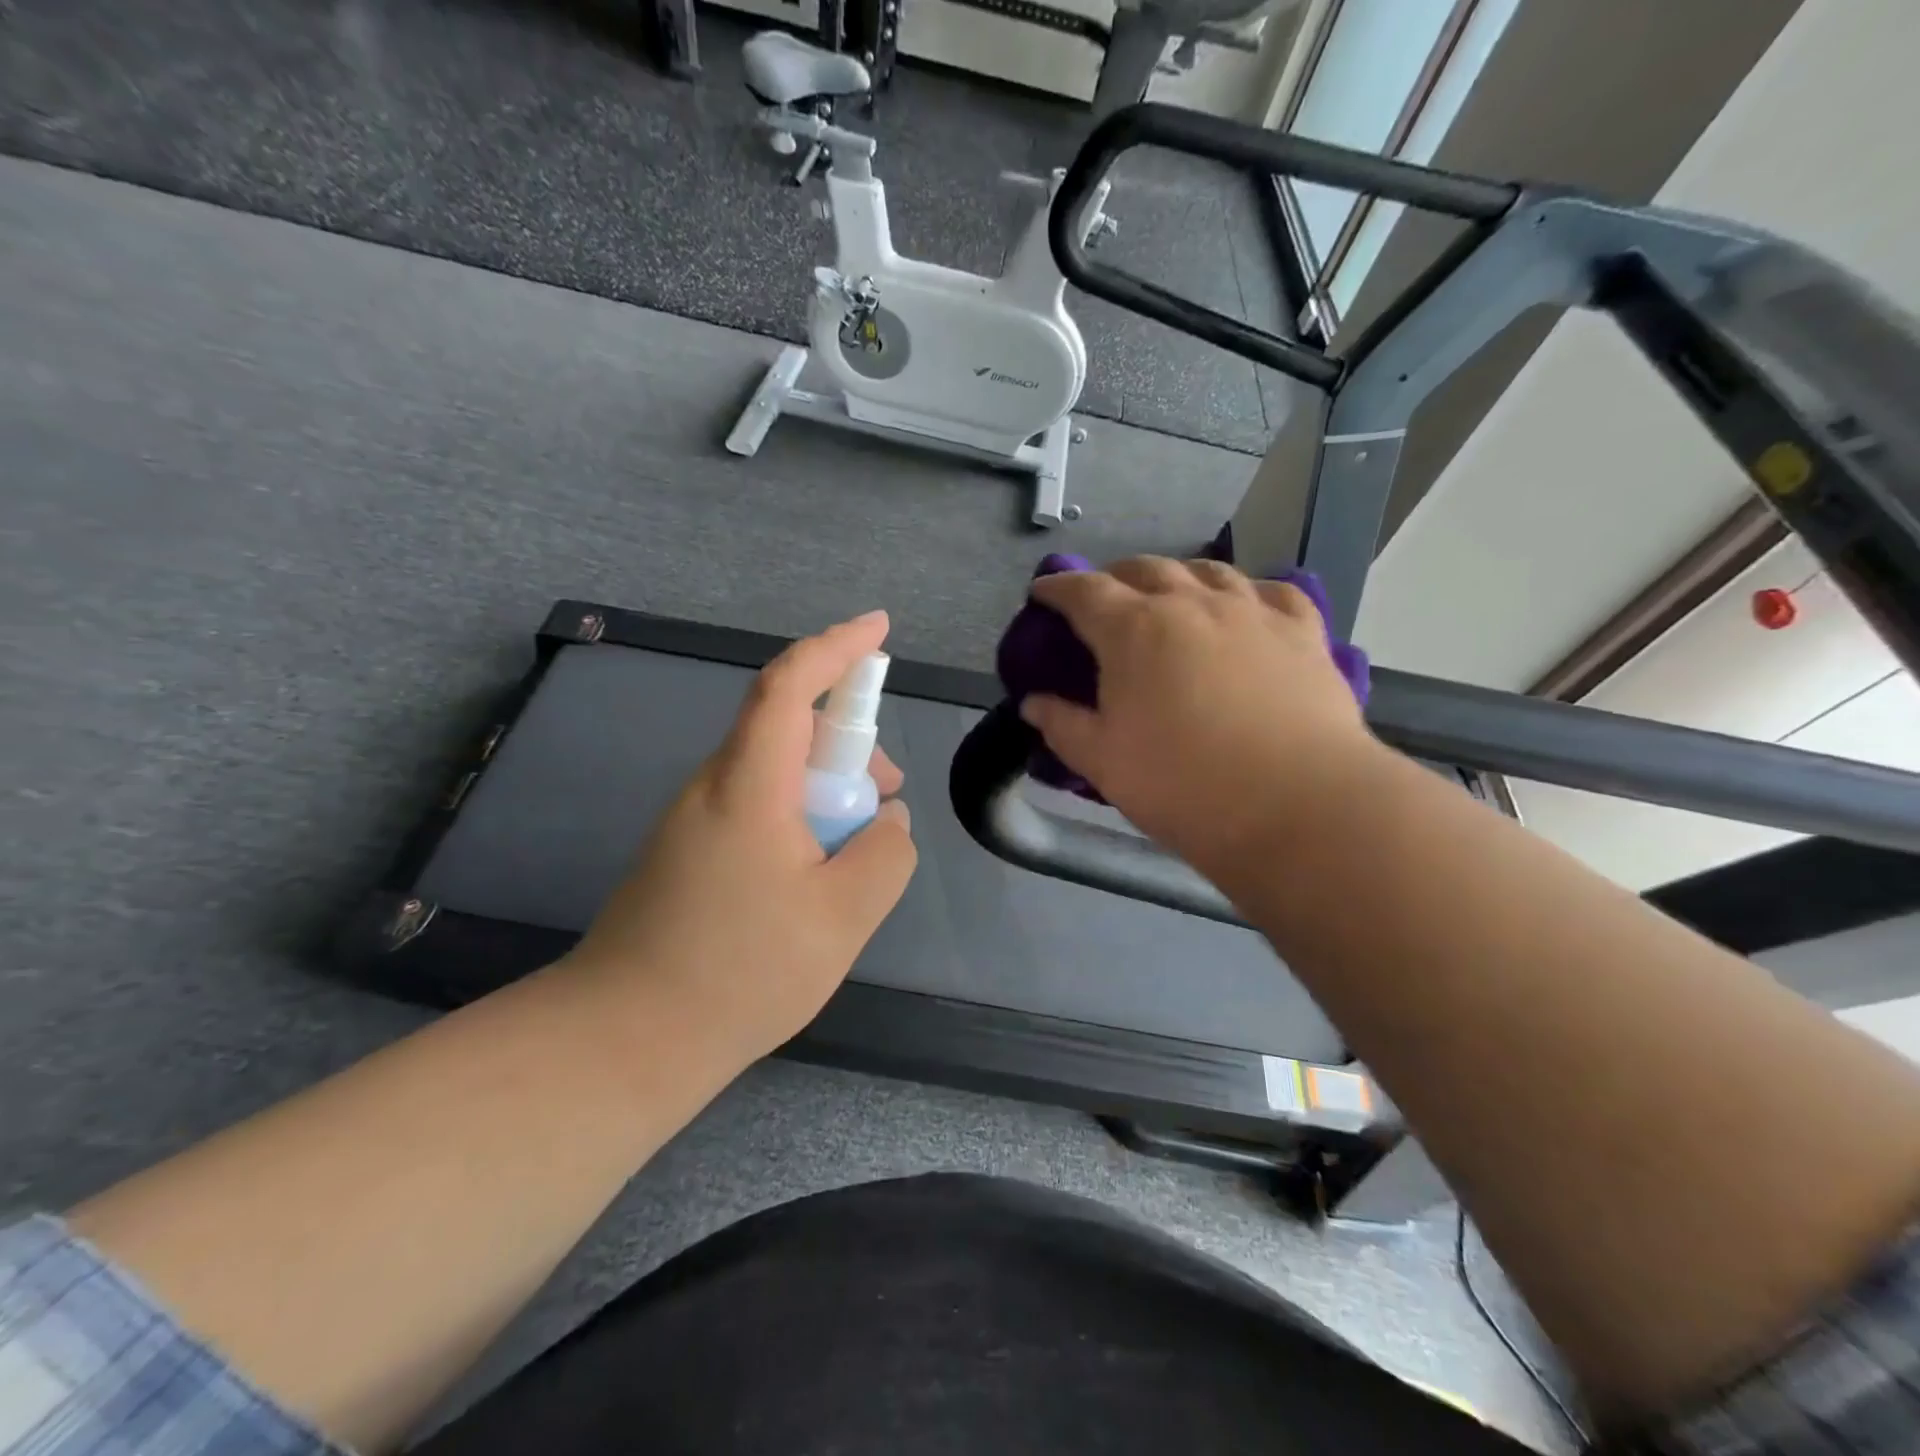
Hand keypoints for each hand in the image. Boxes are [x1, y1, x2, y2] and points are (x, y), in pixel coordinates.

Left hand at [566, 611, 916, 1065]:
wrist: (624, 1039)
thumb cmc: (739, 972)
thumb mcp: (842, 917)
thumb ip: (885, 856)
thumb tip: (887, 821)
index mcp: (748, 784)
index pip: (789, 685)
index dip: (836, 647)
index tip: (879, 629)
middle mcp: (714, 786)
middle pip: (787, 727)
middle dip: (848, 743)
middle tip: (887, 797)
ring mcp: (694, 819)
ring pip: (774, 771)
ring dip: (826, 788)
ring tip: (856, 851)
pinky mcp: (687, 851)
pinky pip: (756, 807)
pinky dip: (799, 818)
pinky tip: (813, 878)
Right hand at [1020, 558, 1377, 880]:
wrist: (1296, 805)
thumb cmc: (1182, 785)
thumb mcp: (1103, 762)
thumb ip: (1063, 726)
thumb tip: (1033, 704)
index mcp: (1134, 629)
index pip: (1084, 591)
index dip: (1058, 587)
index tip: (1043, 592)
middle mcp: (1191, 603)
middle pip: (1145, 568)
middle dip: (1115, 577)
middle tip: (1104, 598)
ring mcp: (1252, 611)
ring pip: (1209, 571)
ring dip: (1178, 576)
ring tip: (1171, 595)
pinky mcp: (1302, 631)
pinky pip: (1273, 590)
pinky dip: (1247, 591)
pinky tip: (1246, 606)